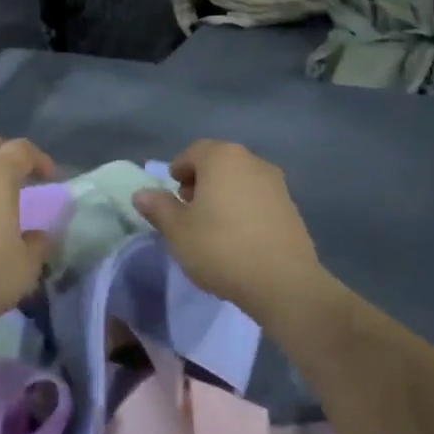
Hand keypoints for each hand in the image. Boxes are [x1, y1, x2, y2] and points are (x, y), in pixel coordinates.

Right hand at [132, 140, 323, 318]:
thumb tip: (142, 194)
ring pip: (241, 181)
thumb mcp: (178, 231)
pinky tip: (239, 238)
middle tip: (189, 211)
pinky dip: (245, 210)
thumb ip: (159, 208)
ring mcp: (277, 184)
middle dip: (201, 182)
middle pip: (220, 163)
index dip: (178, 170)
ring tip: (213, 228)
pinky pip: (259, 200)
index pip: (194, 151)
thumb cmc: (220, 248)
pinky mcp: (292, 208)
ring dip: (224, 196)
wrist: (282, 281)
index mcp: (223, 158)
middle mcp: (253, 162)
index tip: (172, 195)